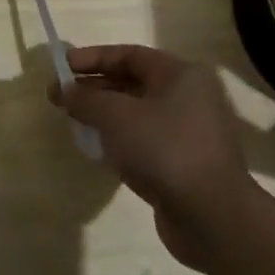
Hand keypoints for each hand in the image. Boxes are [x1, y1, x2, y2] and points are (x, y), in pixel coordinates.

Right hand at [51, 44, 260, 269]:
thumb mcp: (114, 116)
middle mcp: (190, 98)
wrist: (213, 219)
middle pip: (132, 83)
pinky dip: (120, 139)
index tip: (61, 67)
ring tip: (74, 122)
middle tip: (60, 97)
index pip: (128, 55)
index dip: (92, 58)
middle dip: (93, 88)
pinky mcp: (186, 163)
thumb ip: (84, 98)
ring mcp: (190, 133)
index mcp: (180, 76)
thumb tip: (63, 90)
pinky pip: (145, 140)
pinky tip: (98, 149)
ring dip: (104, 115)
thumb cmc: (164, 150)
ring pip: (137, 113)